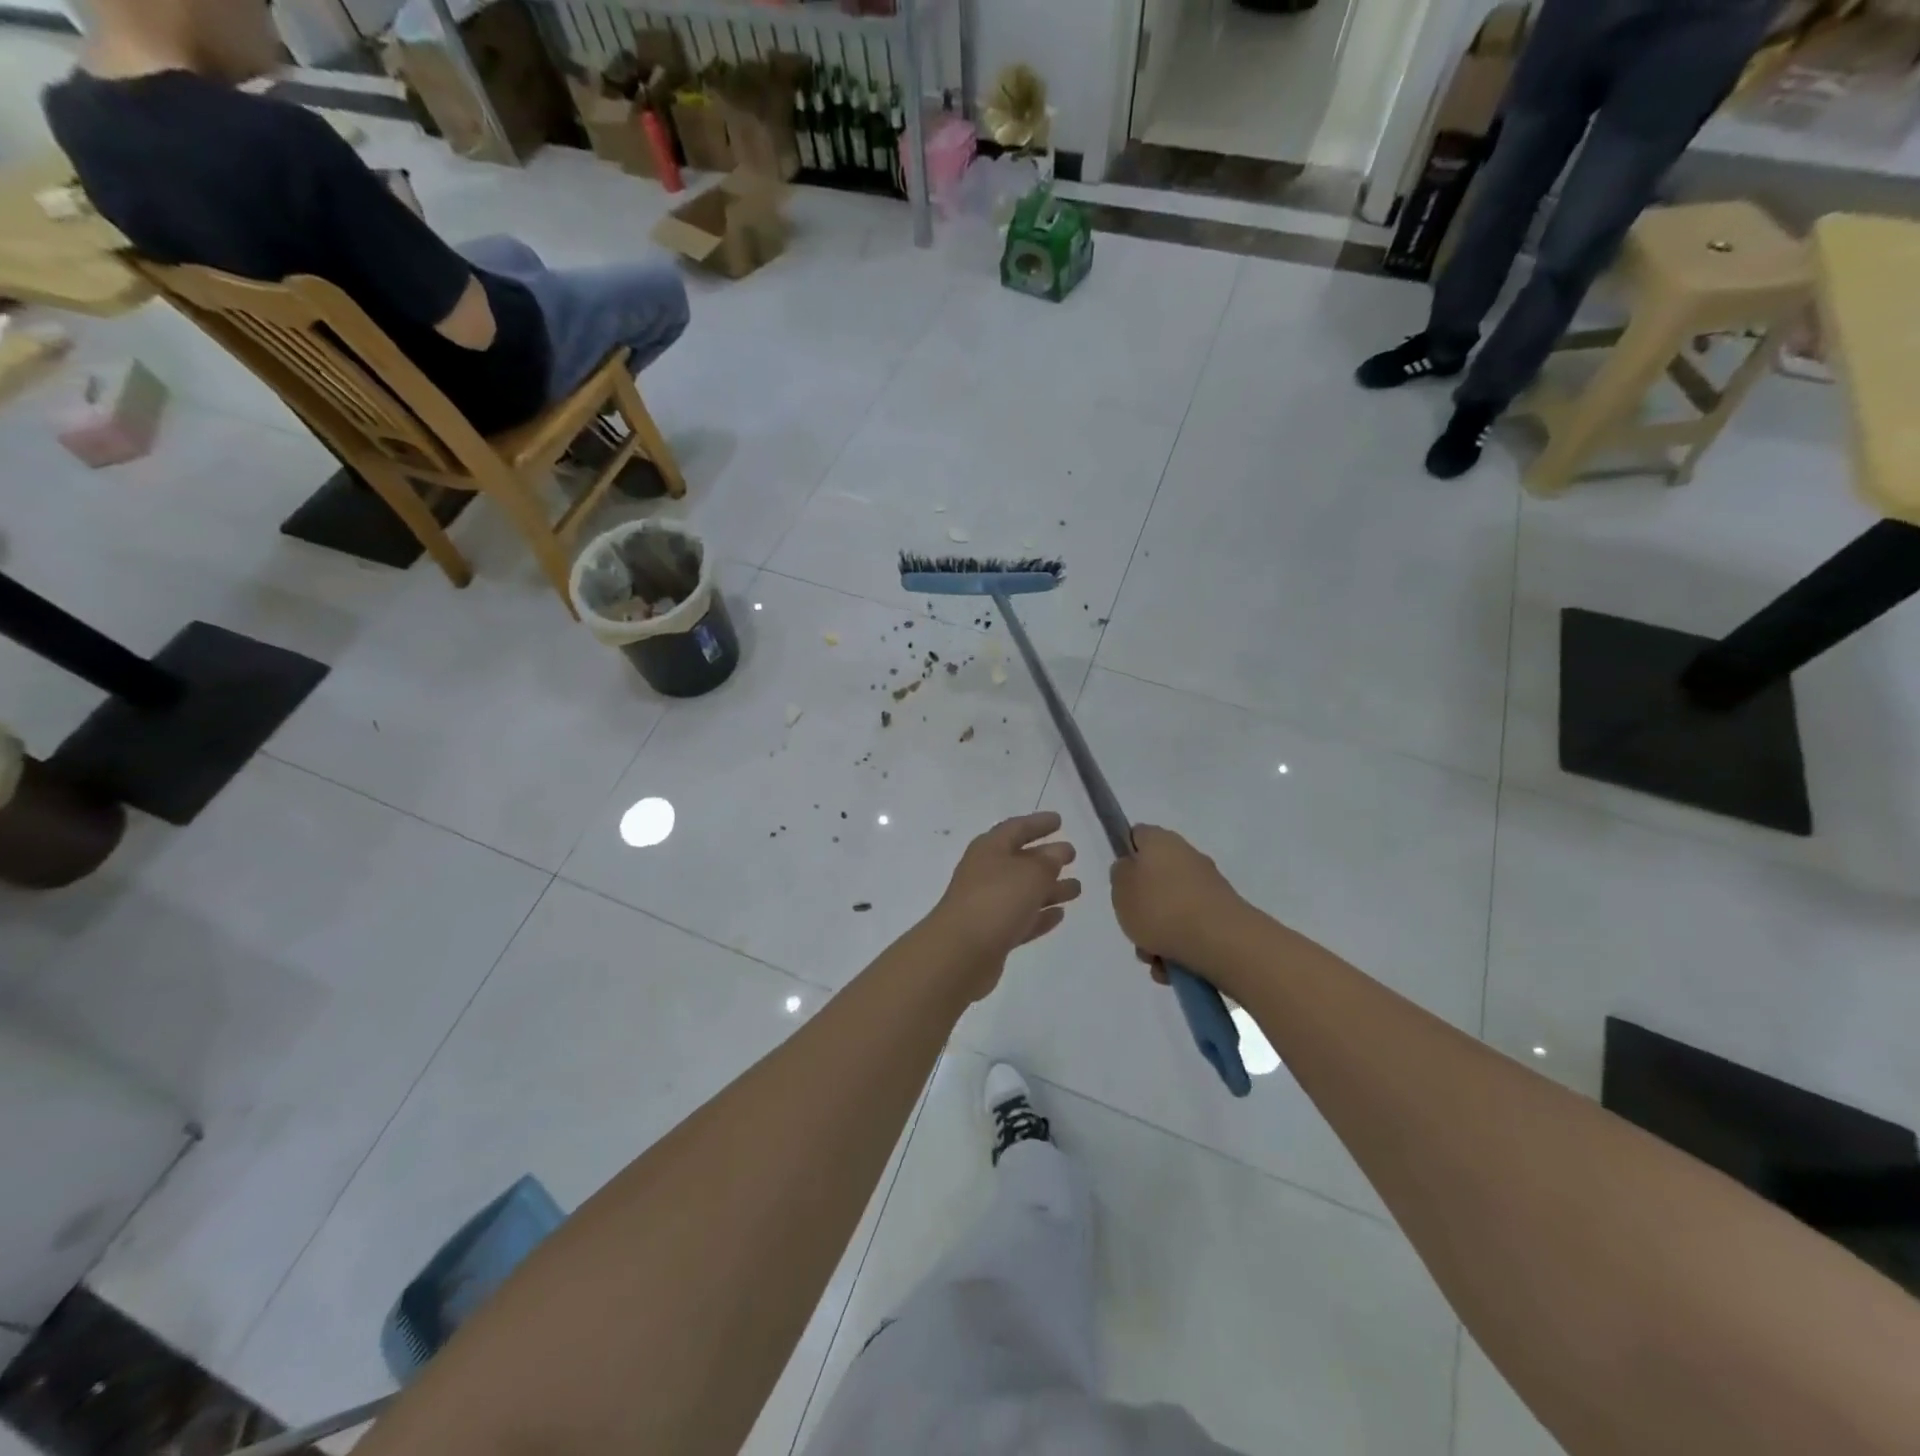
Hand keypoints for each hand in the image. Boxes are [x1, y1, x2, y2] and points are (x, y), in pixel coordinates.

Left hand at [929, 812, 1080, 982]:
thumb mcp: (1030, 874)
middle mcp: (986, 873)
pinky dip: (1039, 915)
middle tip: (1072, 855)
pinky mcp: (992, 935)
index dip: (1038, 823)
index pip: (1016, 828)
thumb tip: (1057, 852)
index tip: (1059, 820)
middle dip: (1046, 857)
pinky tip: (1059, 915)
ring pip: (1023, 892)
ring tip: (1077, 889)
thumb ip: (1048, 861)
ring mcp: (987, 905)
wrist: (960, 954)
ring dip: (1049, 888)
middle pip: (1020, 860)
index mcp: (989, 849)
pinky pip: (1021, 919)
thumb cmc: (996, 901)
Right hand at [1110, 824, 1242, 975]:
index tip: (1118, 882)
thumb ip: (1120, 875)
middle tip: (1134, 928)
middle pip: (1154, 878)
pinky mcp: (1223, 914)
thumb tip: (1131, 869)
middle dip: (1141, 908)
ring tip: (1154, 959)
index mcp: (1160, 841)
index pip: (1136, 836)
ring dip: (1158, 934)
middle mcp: (1187, 856)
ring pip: (1170, 909)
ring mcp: (1208, 886)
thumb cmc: (1162, 909)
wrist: (1222, 942)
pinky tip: (1173, 968)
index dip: (1125, 855)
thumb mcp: (1121, 889)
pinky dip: (1179, 946)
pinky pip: (1191, 928)